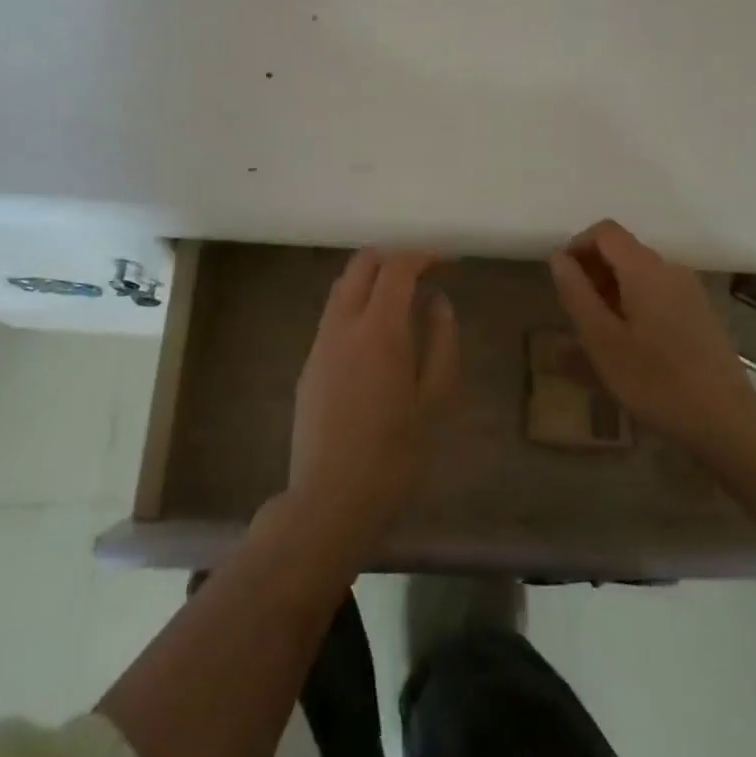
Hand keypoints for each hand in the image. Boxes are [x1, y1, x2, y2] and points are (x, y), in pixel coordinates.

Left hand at [288, 250, 458, 554]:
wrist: (329, 501)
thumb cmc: (394, 454)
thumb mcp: (433, 399)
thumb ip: (440, 341)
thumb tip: (437, 301)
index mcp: (379, 329)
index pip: (397, 267)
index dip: (423, 255)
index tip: (446, 261)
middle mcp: (343, 325)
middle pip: (362, 265)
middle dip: (393, 257)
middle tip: (422, 272)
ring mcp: (320, 344)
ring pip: (342, 288)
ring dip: (371, 279)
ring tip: (402, 298)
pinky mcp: (308, 365)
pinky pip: (333, 317)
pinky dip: (356, 305)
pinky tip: (375, 335)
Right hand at [548, 220, 755, 463]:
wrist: (726, 420)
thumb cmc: (654, 380)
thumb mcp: (602, 340)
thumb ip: (576, 293)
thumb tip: (558, 256)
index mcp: (645, 269)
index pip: (605, 232)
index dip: (577, 246)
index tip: (562, 281)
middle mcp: (670, 270)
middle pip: (623, 252)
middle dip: (593, 274)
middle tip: (576, 316)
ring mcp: (690, 292)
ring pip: (640, 277)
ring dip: (612, 294)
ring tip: (598, 338)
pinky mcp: (701, 314)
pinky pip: (658, 296)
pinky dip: (635, 308)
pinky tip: (629, 348)